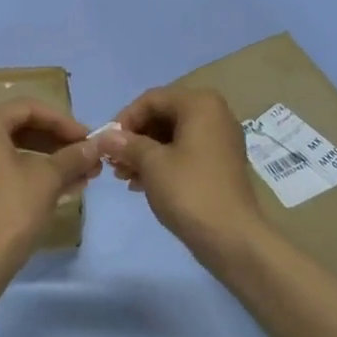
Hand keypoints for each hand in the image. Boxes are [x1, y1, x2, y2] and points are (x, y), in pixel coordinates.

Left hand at [0, 100, 100, 277]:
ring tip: (85, 175)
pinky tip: (65, 187)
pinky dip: (34, 174)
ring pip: (16, 151)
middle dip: (59, 143)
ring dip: (51, 160)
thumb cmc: (10, 211)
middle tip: (89, 157)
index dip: (64, 122)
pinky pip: (6, 169)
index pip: (29, 109)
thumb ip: (73, 156)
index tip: (90, 139)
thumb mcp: (47, 179)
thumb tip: (98, 144)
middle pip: (22, 128)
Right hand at [99, 87, 265, 268]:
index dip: (125, 119)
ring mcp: (220, 140)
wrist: (232, 237)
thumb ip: (126, 144)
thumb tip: (104, 137)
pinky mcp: (220, 164)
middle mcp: (214, 115)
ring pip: (172, 136)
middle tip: (113, 161)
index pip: (152, 99)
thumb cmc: (189, 191)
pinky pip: (185, 153)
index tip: (107, 143)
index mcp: (200, 104)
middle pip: (162, 116)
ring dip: (144, 153)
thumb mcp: (151, 163)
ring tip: (123, 176)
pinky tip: (140, 185)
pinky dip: (161, 164)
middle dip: (134, 138)